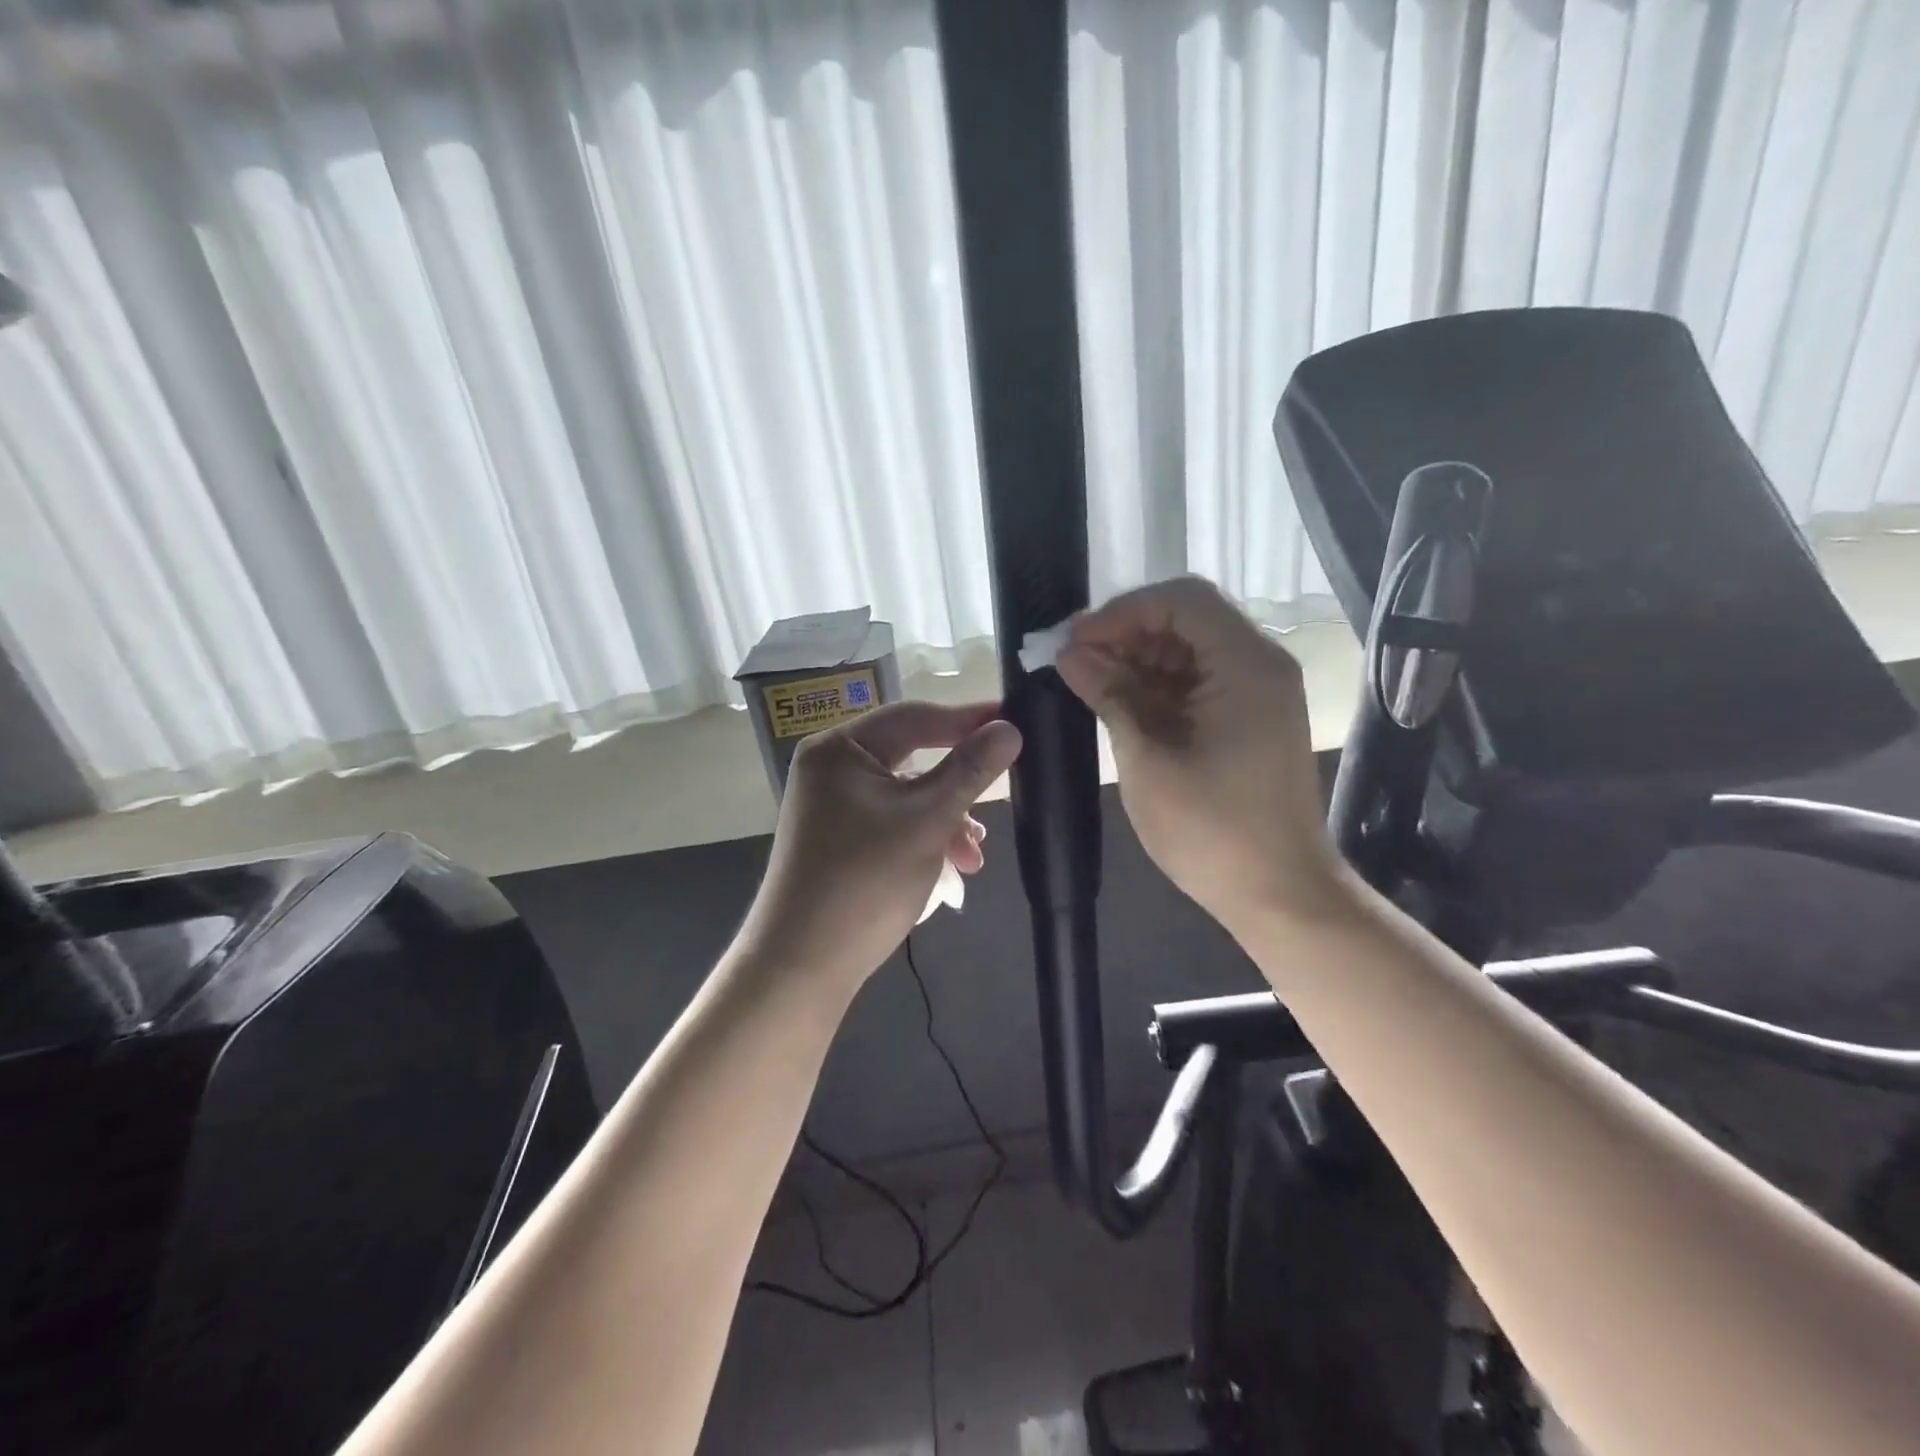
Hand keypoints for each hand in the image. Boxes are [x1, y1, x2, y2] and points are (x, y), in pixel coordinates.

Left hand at [742, 701, 1022, 989]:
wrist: (802, 965)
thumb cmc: (865, 882)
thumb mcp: (928, 821)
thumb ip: (970, 770)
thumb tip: (1009, 728)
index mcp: (840, 748)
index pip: (916, 717)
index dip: (969, 718)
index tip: (1017, 719)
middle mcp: (831, 766)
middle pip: (912, 754)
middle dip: (959, 782)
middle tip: (1003, 786)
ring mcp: (833, 803)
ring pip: (907, 792)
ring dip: (947, 817)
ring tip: (975, 854)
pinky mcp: (840, 835)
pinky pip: (893, 818)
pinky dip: (925, 835)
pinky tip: (953, 865)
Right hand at [1056, 578, 1344, 930]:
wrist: (1280, 894)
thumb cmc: (1212, 831)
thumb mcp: (1148, 759)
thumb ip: (1110, 696)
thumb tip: (1070, 655)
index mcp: (1245, 666)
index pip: (1180, 601)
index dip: (1121, 612)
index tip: (1074, 641)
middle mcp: (1259, 665)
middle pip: (1186, 620)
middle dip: (1125, 633)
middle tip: (1072, 661)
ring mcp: (1257, 693)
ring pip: (1188, 651)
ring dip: (1136, 660)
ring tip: (1086, 682)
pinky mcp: (1249, 719)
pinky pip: (1197, 682)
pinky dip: (1156, 686)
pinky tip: (1117, 702)